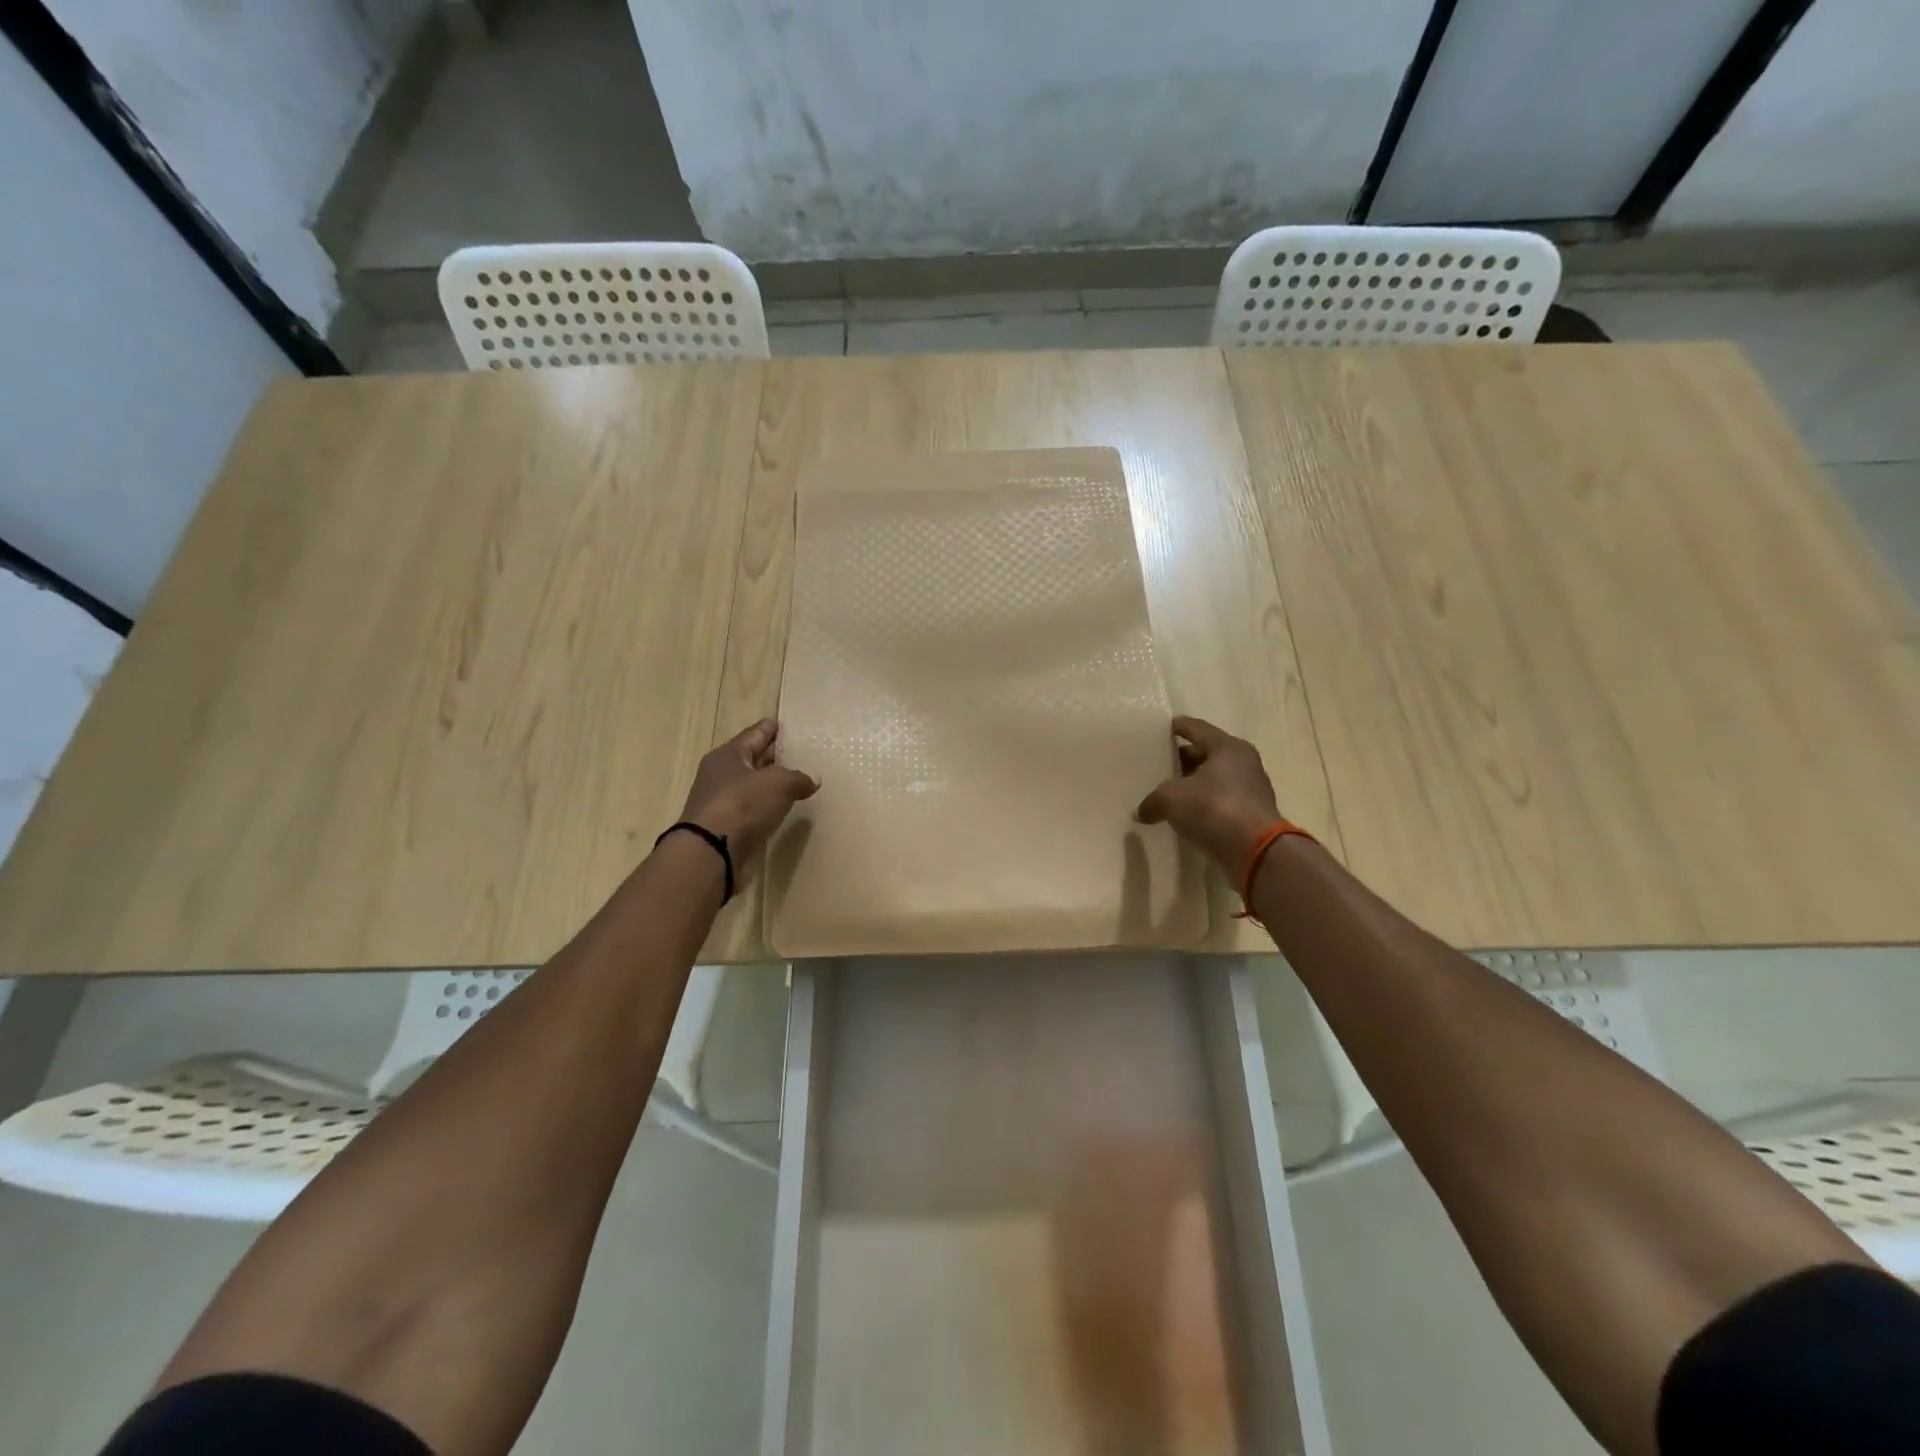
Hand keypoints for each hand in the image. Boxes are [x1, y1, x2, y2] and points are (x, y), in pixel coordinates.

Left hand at [678, 719, 818, 880]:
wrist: (712, 853)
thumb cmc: (742, 805)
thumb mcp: (778, 783)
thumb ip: (798, 777)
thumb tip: (813, 779)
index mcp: (729, 755)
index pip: (755, 734)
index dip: (773, 728)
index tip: (790, 725)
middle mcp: (723, 775)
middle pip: (754, 759)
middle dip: (776, 756)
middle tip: (803, 753)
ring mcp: (725, 802)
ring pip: (755, 786)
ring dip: (774, 784)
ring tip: (801, 780)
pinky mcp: (730, 828)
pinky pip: (755, 810)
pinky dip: (770, 807)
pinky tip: (787, 807)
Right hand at [1135, 716, 1282, 874]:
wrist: (1255, 851)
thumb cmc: (1213, 808)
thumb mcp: (1171, 799)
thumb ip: (1152, 801)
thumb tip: (1142, 812)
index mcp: (1227, 747)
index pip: (1197, 728)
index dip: (1177, 727)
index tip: (1162, 728)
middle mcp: (1243, 763)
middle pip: (1207, 754)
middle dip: (1183, 760)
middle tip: (1159, 765)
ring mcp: (1251, 790)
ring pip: (1214, 780)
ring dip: (1194, 785)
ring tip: (1168, 792)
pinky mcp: (1251, 815)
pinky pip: (1220, 803)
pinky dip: (1204, 806)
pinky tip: (1185, 816)